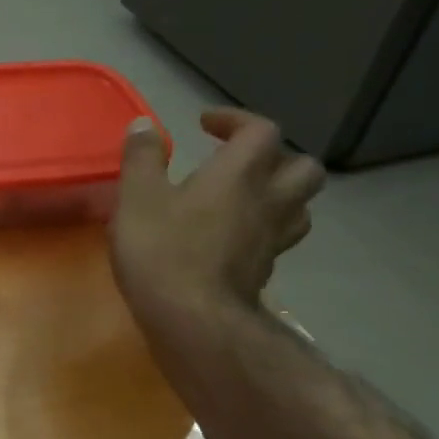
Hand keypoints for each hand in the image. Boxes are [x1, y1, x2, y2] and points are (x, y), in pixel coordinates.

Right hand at [110, 109, 325, 343]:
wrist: (192, 317)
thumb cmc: (161, 249)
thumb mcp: (136, 197)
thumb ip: (142, 158)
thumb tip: (144, 124)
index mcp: (239, 173)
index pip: (260, 131)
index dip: (236, 120)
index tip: (204, 125)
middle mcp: (267, 199)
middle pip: (302, 167)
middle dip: (276, 156)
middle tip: (239, 162)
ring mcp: (273, 238)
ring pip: (301, 204)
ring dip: (280, 192)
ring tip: (247, 197)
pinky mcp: (266, 268)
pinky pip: (280, 236)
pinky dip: (266, 227)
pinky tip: (237, 235)